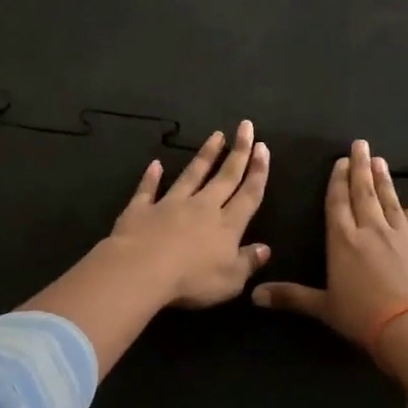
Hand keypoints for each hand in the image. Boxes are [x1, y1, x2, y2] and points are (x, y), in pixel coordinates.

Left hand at [107, 120, 271, 307]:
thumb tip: (265, 248)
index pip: (248, 194)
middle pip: (224, 176)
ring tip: (216, 135)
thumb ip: (248, 262)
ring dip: (205, 155)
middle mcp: (202, 207)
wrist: (142, 270)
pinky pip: (148, 189)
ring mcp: (170, 204)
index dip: (258, 171)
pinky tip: (155, 164)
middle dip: (238, 151)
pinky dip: (151, 177)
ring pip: (192, 175)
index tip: (263, 148)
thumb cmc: (191, 280)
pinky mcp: (141, 209)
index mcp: (227, 225)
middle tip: (246, 126)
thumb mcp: (230, 280)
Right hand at [252, 139, 407, 362]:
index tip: (341, 161)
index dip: (338, 181)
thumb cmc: (364, 317)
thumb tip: (253, 296)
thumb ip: (291, 297)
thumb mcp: (324, 308)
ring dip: (384, 182)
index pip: (338, 204)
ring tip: (381, 162)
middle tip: (362, 145)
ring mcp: (402, 238)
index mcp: (343, 241)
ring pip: (390, 203)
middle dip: (361, 168)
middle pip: (365, 193)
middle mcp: (372, 232)